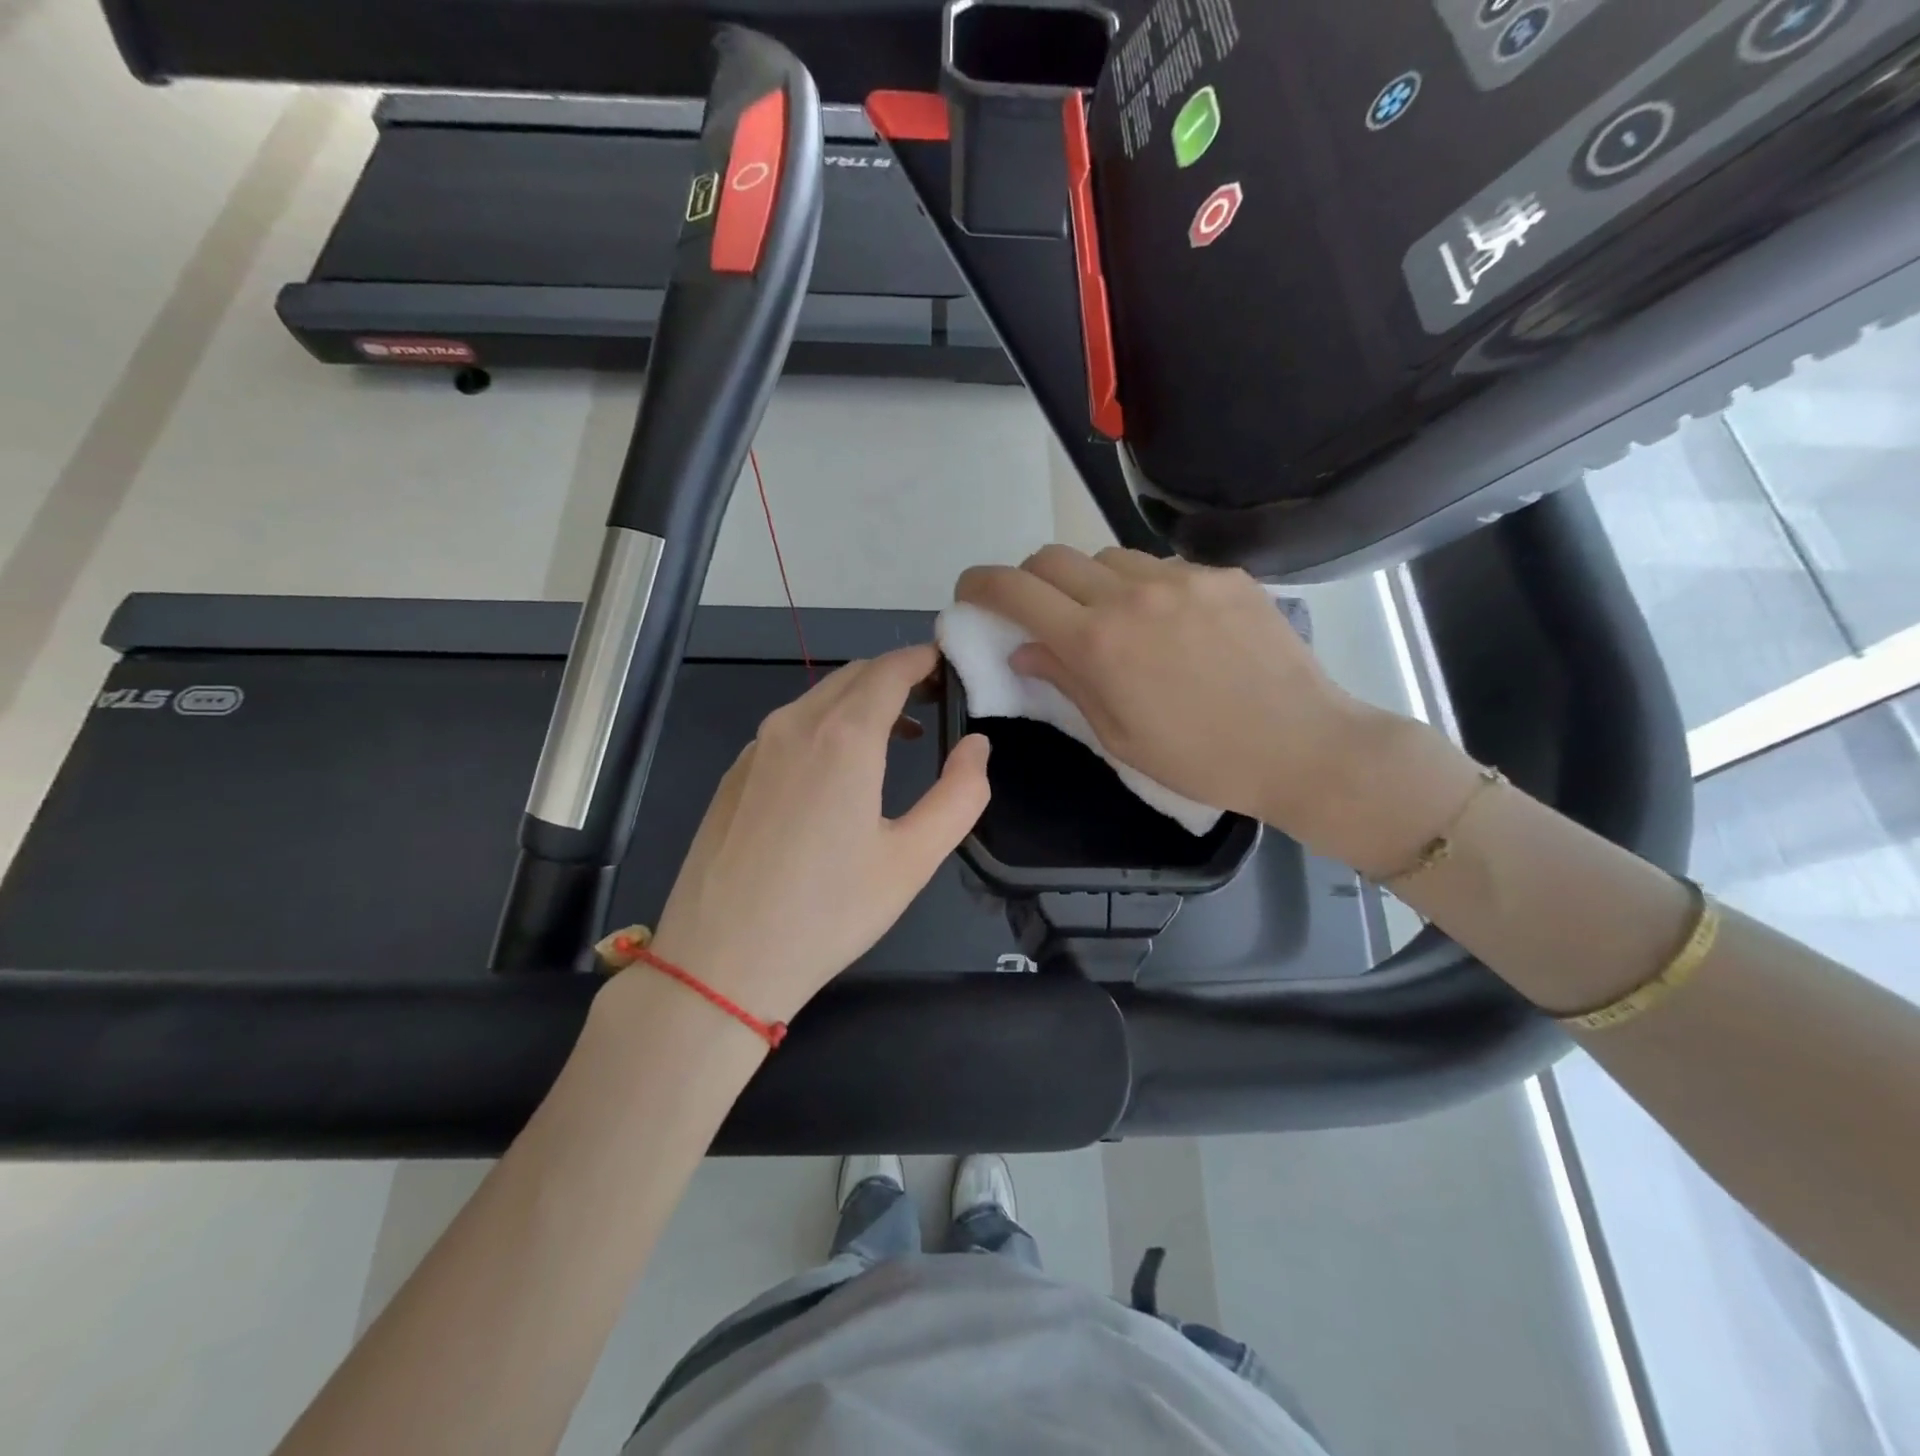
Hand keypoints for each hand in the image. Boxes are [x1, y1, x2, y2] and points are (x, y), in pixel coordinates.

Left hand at [643, 645, 990, 1024]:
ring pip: (818, 699)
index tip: (951, 666)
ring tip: (896, 736)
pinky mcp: (734, 774)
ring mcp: (756, 748)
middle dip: (897, 676)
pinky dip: (825, 726)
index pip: (890, 669)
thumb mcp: (913, 859)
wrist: (720, 962)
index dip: (924, 659)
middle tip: (934, 700)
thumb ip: (960, 794)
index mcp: (843, 736)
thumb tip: (978, 745)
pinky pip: (788, 728)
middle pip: (853, 675)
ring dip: (861, 702)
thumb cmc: (828, 913)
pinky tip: (836, 773)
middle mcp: (794, 725)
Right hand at [955, 546, 1406, 859]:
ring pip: (1107, 555)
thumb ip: (1065, 681)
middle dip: (1030, 580)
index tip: (969, 593)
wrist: (1302, 746)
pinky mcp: (1223, 575)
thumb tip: (1025, 649)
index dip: (980, 584)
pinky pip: (1162, 566)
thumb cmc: (1199, 759)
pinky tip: (1171, 623)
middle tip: (1038, 611)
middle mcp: (1132, 594)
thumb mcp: (1117, 736)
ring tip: (1112, 620)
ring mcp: (1182, 577)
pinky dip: (1144, 586)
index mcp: (1098, 642)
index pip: (1016, 589)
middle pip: (1053, 557)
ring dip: (1089, 581)